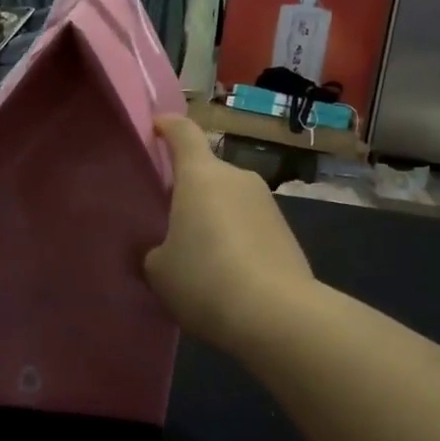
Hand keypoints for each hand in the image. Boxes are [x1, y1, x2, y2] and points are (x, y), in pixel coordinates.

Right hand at [145, 116, 318, 349]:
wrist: (278, 314)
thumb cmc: (206, 280)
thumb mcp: (159, 270)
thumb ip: (155, 250)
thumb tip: (164, 248)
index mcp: (201, 175)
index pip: (183, 132)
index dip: (167, 126)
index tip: (155, 129)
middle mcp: (237, 177)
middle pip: (206, 170)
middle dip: (187, 188)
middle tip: (168, 220)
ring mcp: (266, 202)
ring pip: (229, 197)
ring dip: (213, 214)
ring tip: (198, 253)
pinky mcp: (285, 229)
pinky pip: (249, 221)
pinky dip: (235, 235)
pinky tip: (227, 270)